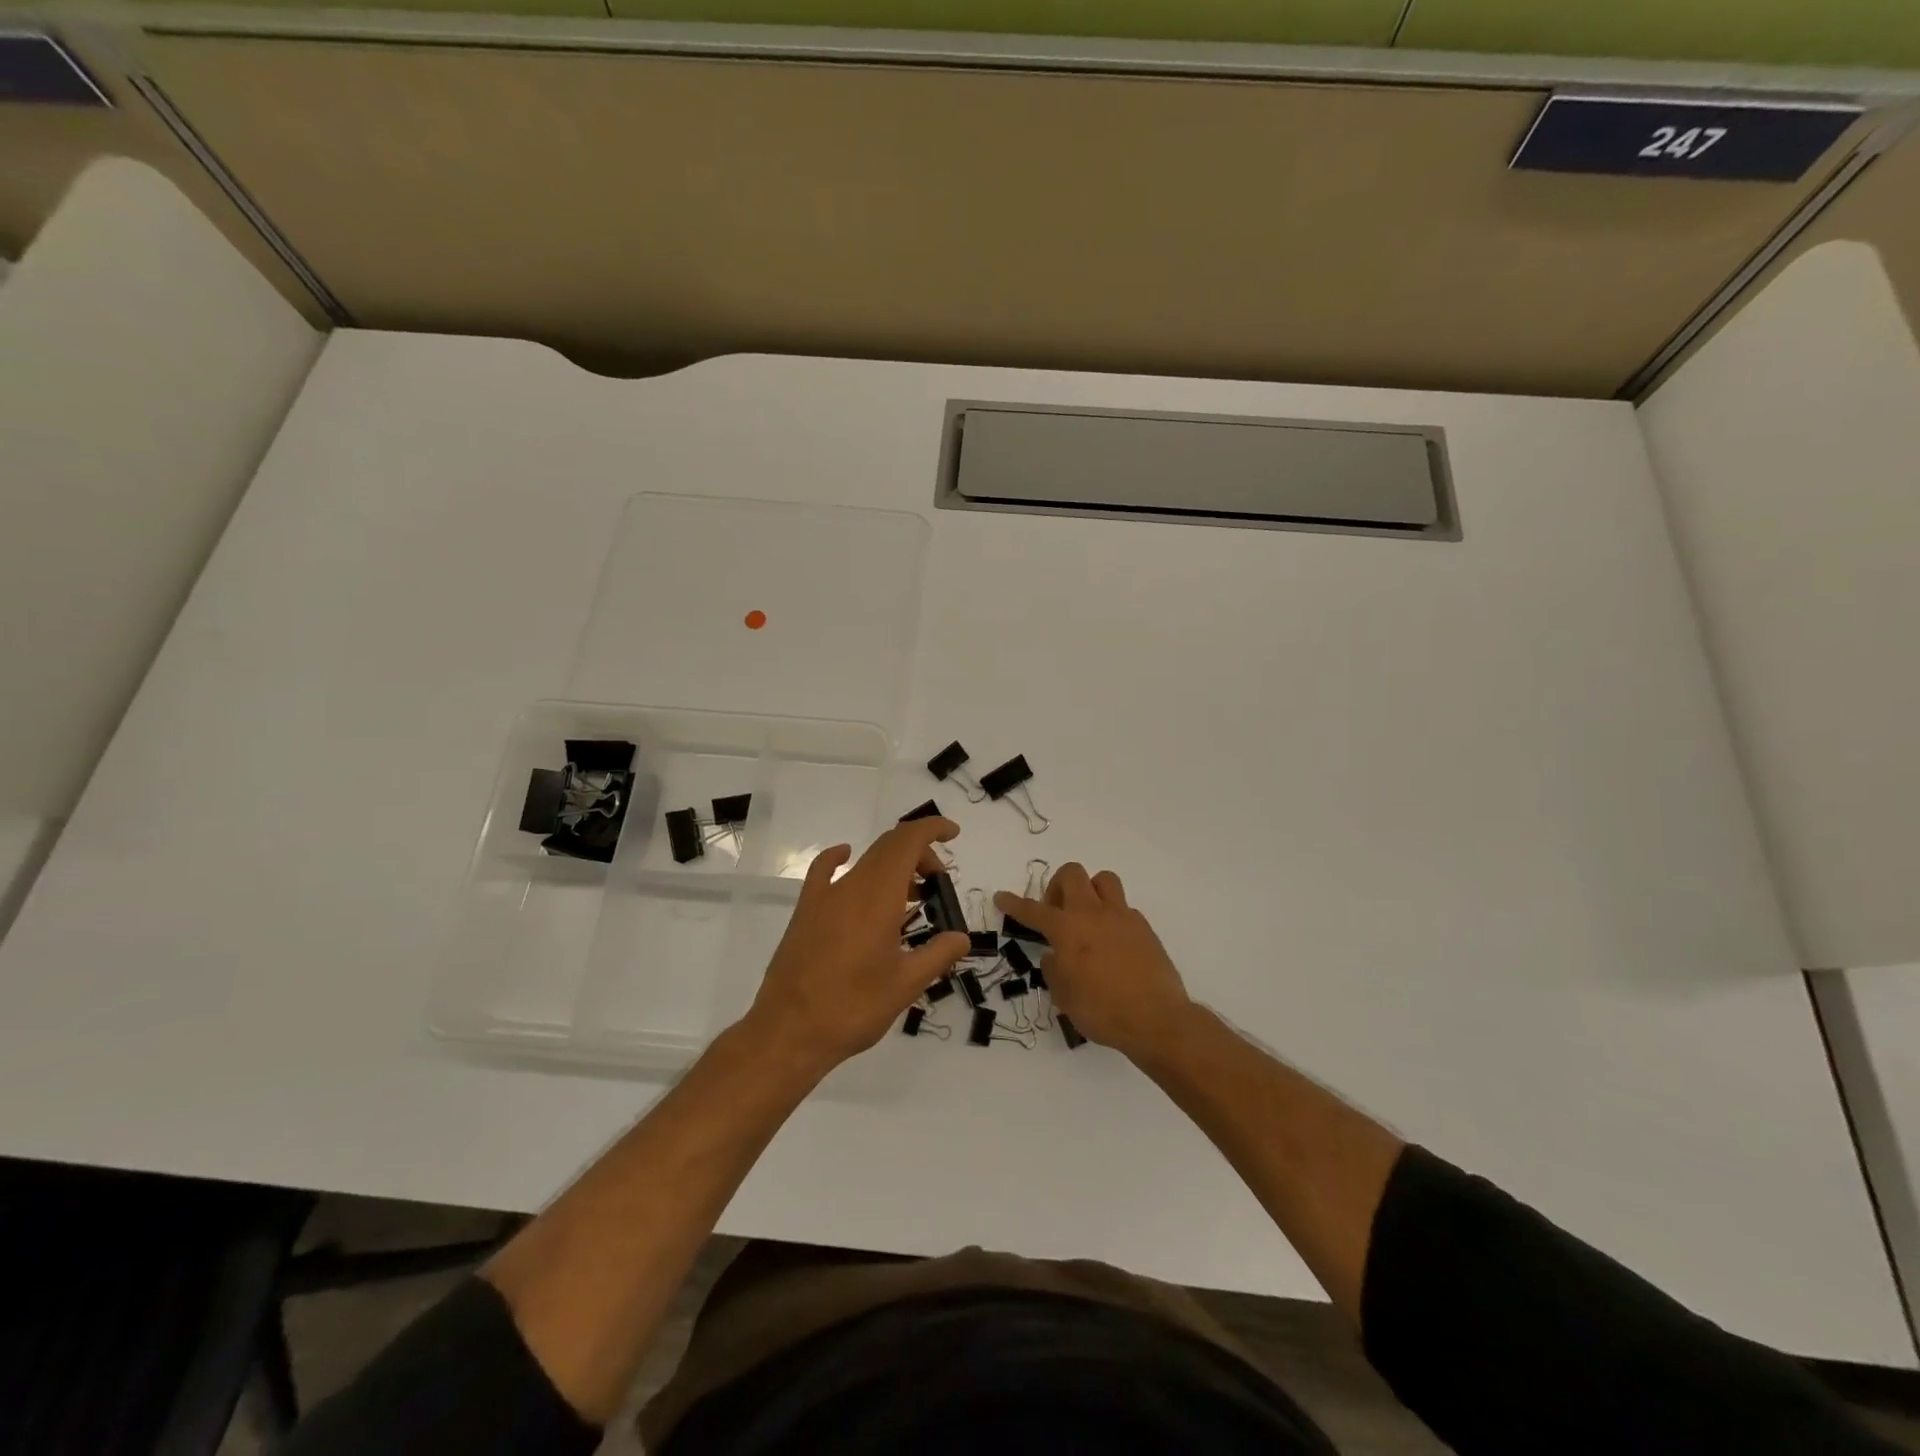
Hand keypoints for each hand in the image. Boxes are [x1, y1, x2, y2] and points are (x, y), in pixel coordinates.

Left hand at [743, 816, 968, 1078]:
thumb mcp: (906, 986)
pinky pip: (824, 870)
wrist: (789, 1032)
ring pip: (864, 861)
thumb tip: (961, 937)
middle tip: (938, 884)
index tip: (952, 834)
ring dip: (893, 866)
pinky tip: (846, 858)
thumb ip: (938, 955)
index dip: (931, 829)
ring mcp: (824, 897)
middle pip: (888, 847)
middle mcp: (851, 887)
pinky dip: (841, 858)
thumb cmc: (853, 1008)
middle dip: (919, 854)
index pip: (907, 842)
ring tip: (913, 896)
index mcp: (878, 897)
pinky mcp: (805, 911)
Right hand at [994, 864, 1192, 1061]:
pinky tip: (1112, 943)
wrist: (1156, 1019)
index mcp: (1067, 930)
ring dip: (1090, 890)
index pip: (1033, 910)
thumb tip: (1054, 955)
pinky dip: (1112, 917)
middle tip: (1056, 911)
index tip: (1001, 897)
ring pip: (1103, 879)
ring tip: (1087, 916)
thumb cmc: (1102, 1011)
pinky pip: (1123, 908)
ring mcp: (1122, 917)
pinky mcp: (1144, 927)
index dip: (1014, 904)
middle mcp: (1093, 914)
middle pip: (1072, 874)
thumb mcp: (1064, 996)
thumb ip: (1054, 969)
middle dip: (1058, 885)